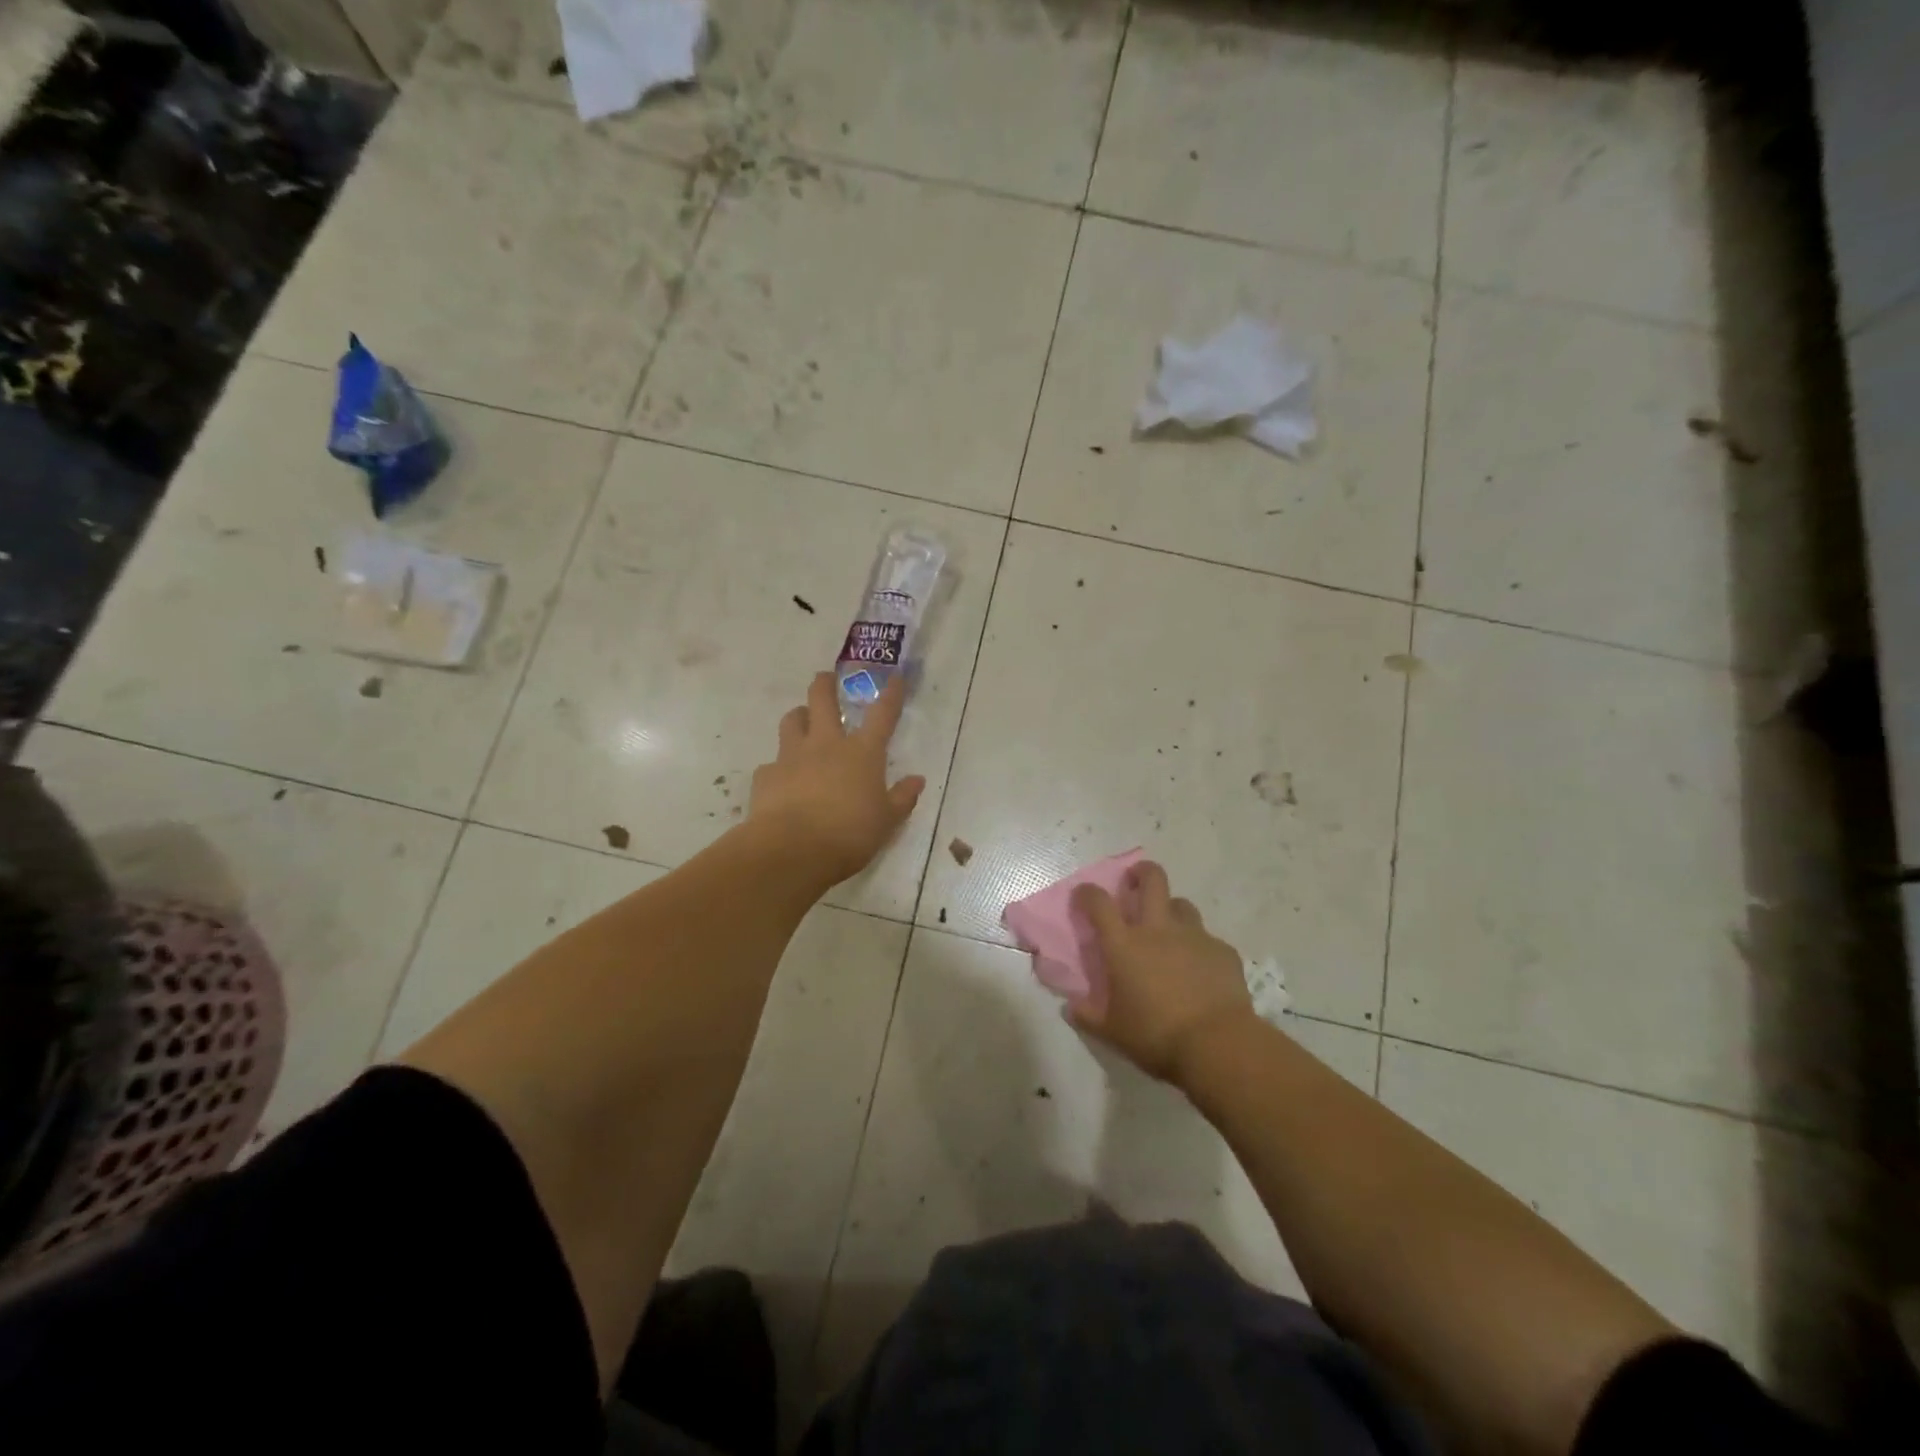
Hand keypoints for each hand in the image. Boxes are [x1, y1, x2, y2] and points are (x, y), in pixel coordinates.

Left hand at [749, 671, 925, 885]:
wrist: (792, 850)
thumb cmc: (849, 834)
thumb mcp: (887, 821)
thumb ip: (902, 798)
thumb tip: (917, 780)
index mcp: (862, 753)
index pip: (882, 715)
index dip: (891, 694)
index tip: (894, 677)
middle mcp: (826, 745)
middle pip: (822, 700)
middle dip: (825, 684)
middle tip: (825, 678)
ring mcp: (792, 756)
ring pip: (791, 721)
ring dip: (798, 717)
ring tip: (802, 722)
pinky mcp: (766, 775)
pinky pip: (772, 763)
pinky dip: (779, 767)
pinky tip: (782, 781)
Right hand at [1069, 861, 1255, 1085]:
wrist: (1218, 1044)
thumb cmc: (1156, 1035)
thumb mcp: (1112, 1032)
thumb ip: (1088, 1016)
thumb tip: (1070, 1008)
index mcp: (1124, 945)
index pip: (1099, 903)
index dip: (1088, 893)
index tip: (1084, 894)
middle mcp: (1158, 930)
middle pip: (1152, 880)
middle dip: (1141, 872)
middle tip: (1135, 881)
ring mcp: (1194, 936)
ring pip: (1182, 904)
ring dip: (1171, 910)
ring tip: (1169, 929)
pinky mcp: (1222, 951)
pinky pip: (1208, 939)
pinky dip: (1199, 947)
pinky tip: (1200, 968)